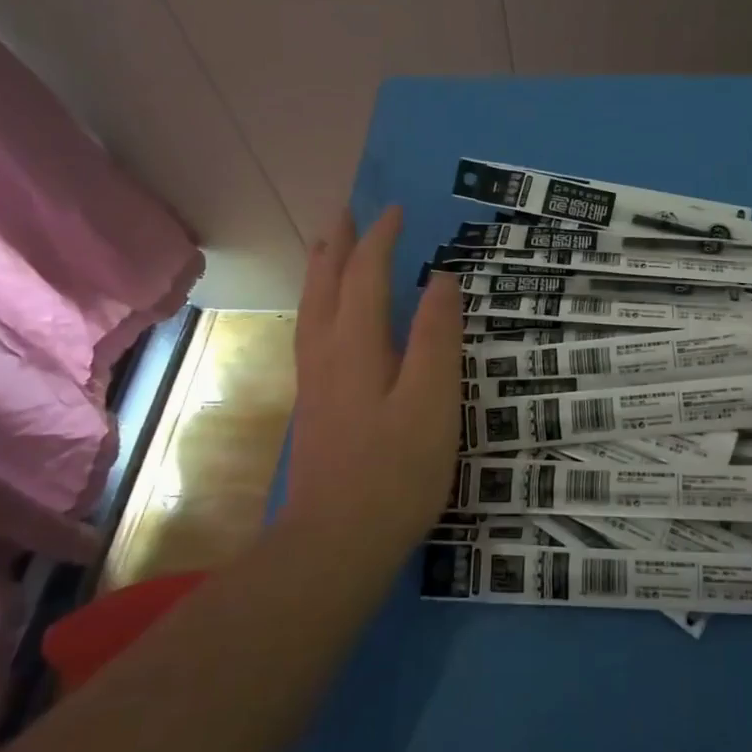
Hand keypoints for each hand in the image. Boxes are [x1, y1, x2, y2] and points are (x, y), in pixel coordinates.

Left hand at [283, 206, 462, 570]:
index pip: (365, 275)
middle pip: (326, 285)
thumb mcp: (431, 400)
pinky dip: (318, 304)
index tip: (395, 210)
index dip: (380, 239)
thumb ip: (436, 336)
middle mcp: (326, 353)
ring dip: (320, 271)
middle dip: (337, 245)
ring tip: (325, 248)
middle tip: (346, 212)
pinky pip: (311, 331)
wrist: (337, 541)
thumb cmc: (396, 470)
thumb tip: (441, 279)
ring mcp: (315, 381)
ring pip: (311, 309)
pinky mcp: (315, 405)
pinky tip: (325, 318)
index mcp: (356, 344)